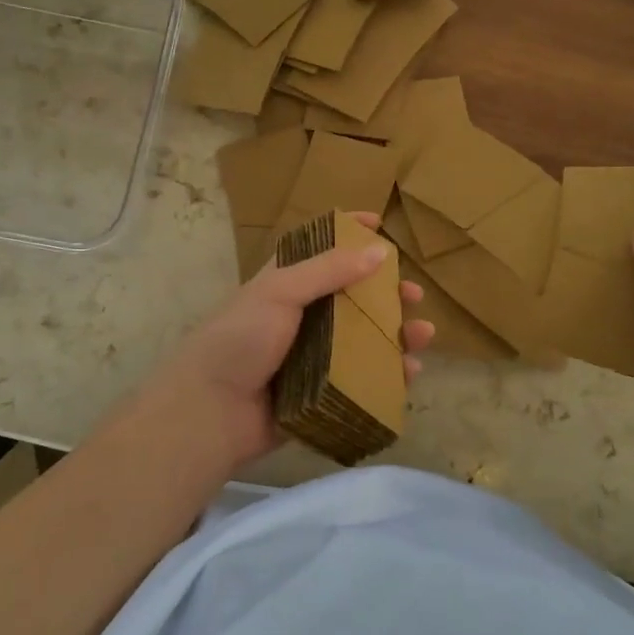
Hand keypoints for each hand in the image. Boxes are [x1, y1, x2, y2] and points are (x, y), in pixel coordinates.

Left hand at [146, 212, 435, 470]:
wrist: (210, 411)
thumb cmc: (241, 339)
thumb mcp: (280, 292)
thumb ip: (328, 270)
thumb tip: (379, 250)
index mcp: (286, 285)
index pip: (319, 249)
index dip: (347, 234)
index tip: (378, 223)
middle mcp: (302, 317)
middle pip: (353, 297)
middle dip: (386, 293)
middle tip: (414, 294)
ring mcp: (313, 357)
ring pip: (364, 340)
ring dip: (396, 334)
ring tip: (423, 334)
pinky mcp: (321, 393)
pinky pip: (362, 379)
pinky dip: (388, 374)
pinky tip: (409, 372)